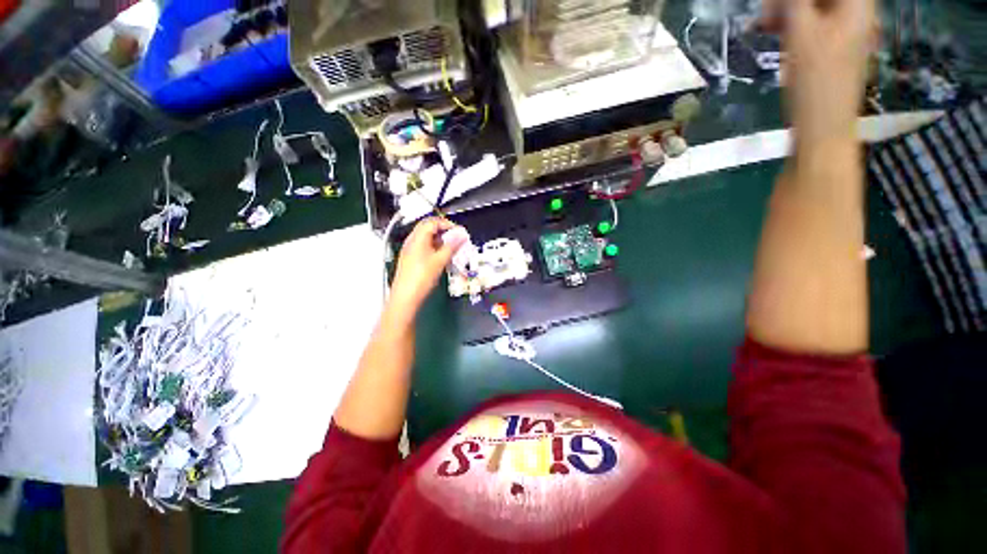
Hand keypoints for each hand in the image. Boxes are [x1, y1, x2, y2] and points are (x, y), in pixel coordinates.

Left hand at [388, 218, 466, 315]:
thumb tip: (461, 236)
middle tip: (456, 239)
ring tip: (452, 249)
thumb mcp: (440, 260)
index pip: (433, 222)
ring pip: (427, 239)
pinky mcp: (411, 260)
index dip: (447, 224)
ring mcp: (410, 251)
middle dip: (444, 232)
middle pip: (428, 228)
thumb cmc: (420, 278)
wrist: (406, 297)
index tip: (459, 232)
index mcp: (417, 238)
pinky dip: (435, 249)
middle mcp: (411, 242)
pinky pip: (424, 248)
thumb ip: (452, 246)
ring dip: (440, 241)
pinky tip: (442, 258)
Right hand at [765, 0, 876, 147]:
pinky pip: (811, 19)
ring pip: (814, 5)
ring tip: (765, 22)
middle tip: (767, 11)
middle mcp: (854, 9)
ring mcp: (843, 26)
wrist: (823, 126)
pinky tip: (774, 29)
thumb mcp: (801, 34)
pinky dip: (792, 21)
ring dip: (788, 9)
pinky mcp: (831, 42)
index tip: (774, 3)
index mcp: (857, 2)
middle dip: (789, 0)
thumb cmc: (816, 82)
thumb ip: (792, 2)